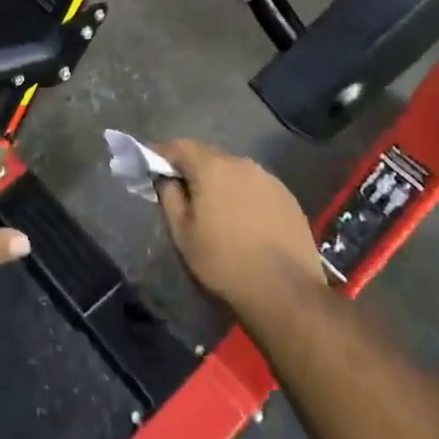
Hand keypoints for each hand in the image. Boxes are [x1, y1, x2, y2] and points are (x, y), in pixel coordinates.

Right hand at [154, 139, 326, 319]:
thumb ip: (169, 197)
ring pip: (235, 171)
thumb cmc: (224, 262)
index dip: (162, 153)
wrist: (285, 292)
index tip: (151, 165)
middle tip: (182, 189)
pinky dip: (244, 195)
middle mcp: (242, 163)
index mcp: (212, 167)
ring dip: (221, 182)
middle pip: (209, 156)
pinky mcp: (288, 197)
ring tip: (216, 207)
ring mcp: (269, 179)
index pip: (180, 146)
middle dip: (193, 168)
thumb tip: (166, 178)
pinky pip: (256, 187)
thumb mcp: (182, 234)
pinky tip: (245, 220)